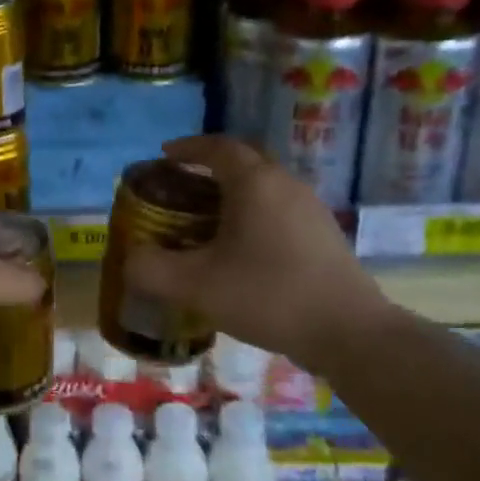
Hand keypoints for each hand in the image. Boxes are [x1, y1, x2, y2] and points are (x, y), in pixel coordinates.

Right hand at [124, 136, 388, 362]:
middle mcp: (285, 184)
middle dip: (210, 165)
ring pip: (265, 184)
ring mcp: (310, 208)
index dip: (187, 148)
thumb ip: (151, 270)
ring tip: (207, 217)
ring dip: (234, 191)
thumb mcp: (195, 286)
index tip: (164, 157)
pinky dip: (254, 212)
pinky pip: (280, 207)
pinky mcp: (325, 234)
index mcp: (254, 183)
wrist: (349, 333)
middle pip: (244, 160)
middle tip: (183, 185)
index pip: (217, 147)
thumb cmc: (267, 295)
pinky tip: (242, 247)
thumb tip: (130, 260)